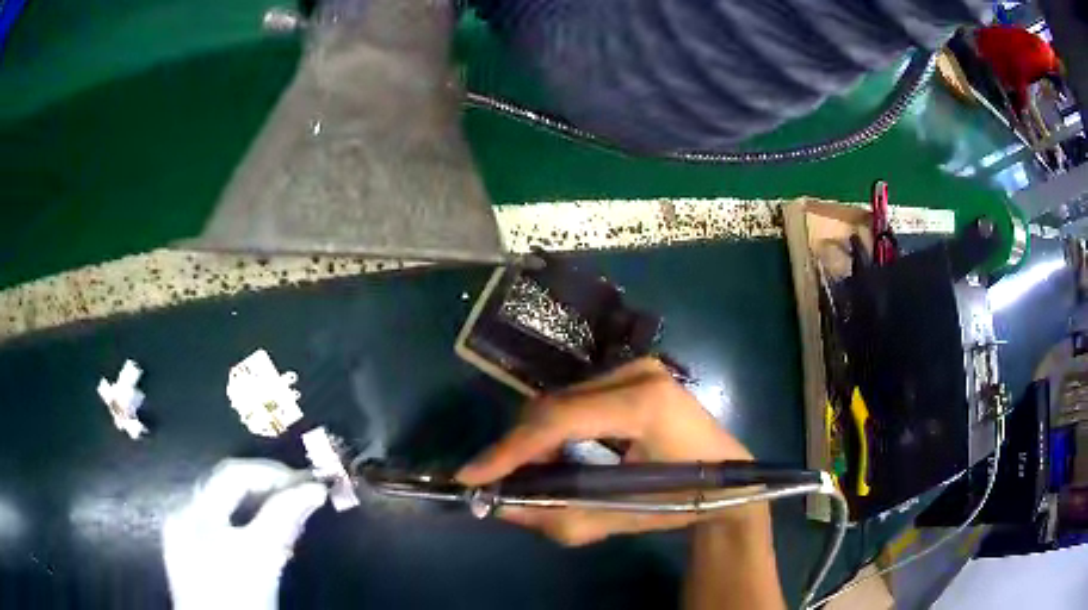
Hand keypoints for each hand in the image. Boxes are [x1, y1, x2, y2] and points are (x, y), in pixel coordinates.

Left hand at [162, 459, 327, 609]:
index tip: (310, 482)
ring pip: (223, 503)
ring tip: (288, 513)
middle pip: (225, 485)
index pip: (234, 473)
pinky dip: (243, 519)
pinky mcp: (188, 551)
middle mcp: (184, 513)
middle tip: (302, 494)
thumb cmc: (240, 599)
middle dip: (266, 486)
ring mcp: (183, 532)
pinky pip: (217, 521)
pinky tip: (261, 533)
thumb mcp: (263, 559)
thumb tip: (314, 490)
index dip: (273, 472)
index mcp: (195, 511)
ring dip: (257, 502)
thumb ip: (284, 519)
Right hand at [456, 358, 756, 545]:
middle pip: (555, 404)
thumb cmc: (683, 500)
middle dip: (520, 446)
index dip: (511, 449)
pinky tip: (556, 454)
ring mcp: (638, 368)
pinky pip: (578, 398)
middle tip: (502, 481)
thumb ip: (558, 515)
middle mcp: (638, 373)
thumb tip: (501, 507)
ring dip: (538, 438)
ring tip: (533, 473)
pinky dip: (557, 427)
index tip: (472, 474)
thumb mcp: (619, 518)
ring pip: (561, 399)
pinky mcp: (636, 373)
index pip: (561, 419)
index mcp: (645, 405)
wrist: (731, 477)